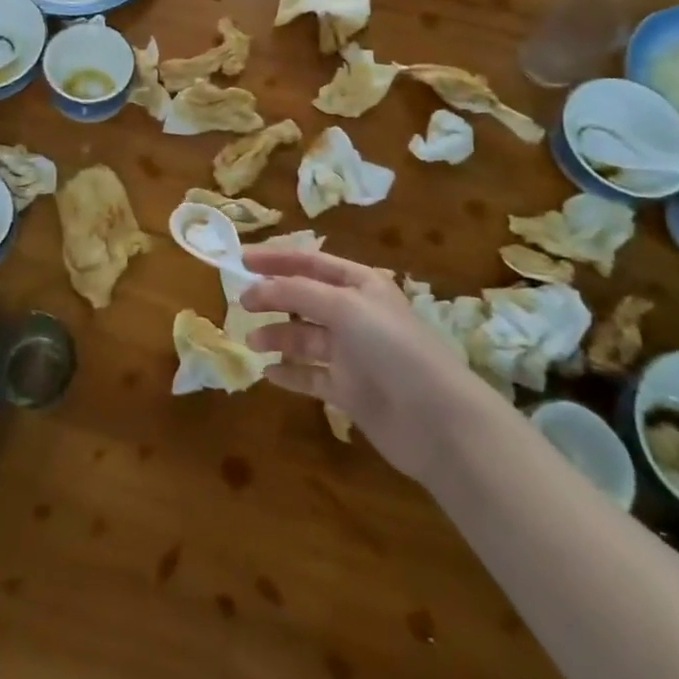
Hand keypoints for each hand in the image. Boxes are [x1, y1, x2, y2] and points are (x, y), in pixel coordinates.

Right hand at [239, 246, 480, 482]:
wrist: (436, 419)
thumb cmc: (392, 347)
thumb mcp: (344, 307)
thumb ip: (297, 293)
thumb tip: (257, 289)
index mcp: (361, 285)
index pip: (311, 262)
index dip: (276, 259)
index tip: (241, 260)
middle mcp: (356, 315)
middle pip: (305, 298)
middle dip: (274, 298)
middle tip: (242, 303)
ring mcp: (353, 354)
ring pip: (305, 338)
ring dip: (278, 336)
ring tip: (253, 341)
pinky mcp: (350, 390)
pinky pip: (311, 376)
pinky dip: (290, 373)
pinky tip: (268, 374)